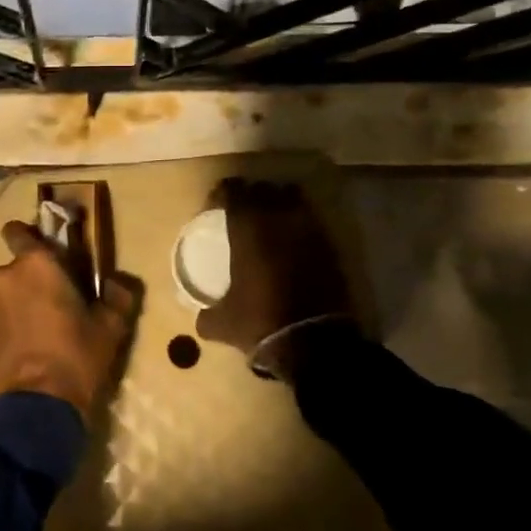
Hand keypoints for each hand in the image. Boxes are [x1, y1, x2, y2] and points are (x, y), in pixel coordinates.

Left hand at [0, 221, 141, 413]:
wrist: (37, 407)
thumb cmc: (76, 356)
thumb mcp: (110, 327)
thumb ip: (118, 296)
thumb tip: (118, 283)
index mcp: (35, 263)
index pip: (18, 230)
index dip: (31, 237)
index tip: (50, 254)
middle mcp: (5, 276)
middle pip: (17, 266)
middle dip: (33, 278)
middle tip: (56, 302)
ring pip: (5, 292)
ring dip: (19, 301)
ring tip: (40, 329)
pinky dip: (8, 324)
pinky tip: (26, 347)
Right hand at [195, 179, 357, 375]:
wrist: (314, 343)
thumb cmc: (261, 322)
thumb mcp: (223, 323)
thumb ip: (207, 314)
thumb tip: (200, 316)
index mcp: (247, 228)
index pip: (232, 190)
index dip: (222, 193)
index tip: (215, 205)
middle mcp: (278, 219)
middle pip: (263, 188)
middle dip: (251, 195)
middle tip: (242, 212)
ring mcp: (308, 230)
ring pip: (292, 198)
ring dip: (279, 203)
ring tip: (271, 222)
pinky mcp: (330, 246)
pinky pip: (311, 221)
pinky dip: (300, 225)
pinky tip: (292, 243)